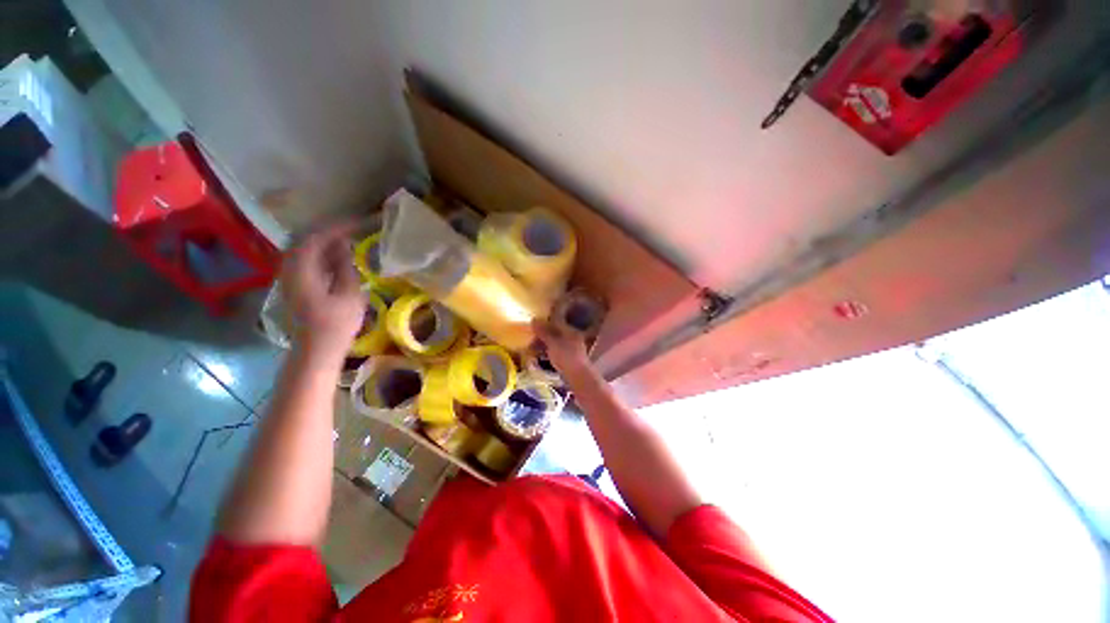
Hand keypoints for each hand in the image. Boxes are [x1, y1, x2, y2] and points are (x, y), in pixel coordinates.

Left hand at [281, 223, 365, 357]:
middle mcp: (289, 269)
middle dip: (328, 232)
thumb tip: (344, 246)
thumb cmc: (336, 324)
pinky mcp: (293, 286)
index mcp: (302, 270)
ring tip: (346, 240)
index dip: (336, 227)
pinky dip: (320, 254)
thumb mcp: (349, 294)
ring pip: (303, 250)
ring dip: (323, 242)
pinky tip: (336, 258)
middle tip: (351, 229)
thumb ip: (345, 267)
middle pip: (304, 240)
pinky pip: (304, 260)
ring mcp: (288, 278)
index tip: (356, 223)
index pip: (315, 237)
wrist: (316, 349)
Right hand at [532, 319, 590, 378]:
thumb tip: (534, 320)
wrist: (579, 378)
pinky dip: (548, 353)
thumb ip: (543, 332)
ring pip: (555, 343)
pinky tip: (540, 356)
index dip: (544, 324)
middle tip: (530, 340)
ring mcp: (572, 349)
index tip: (533, 327)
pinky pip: (557, 352)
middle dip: (542, 336)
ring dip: (544, 345)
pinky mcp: (570, 360)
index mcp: (571, 330)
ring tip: (532, 349)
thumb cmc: (566, 357)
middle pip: (555, 333)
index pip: (556, 322)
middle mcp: (573, 338)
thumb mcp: (553, 343)